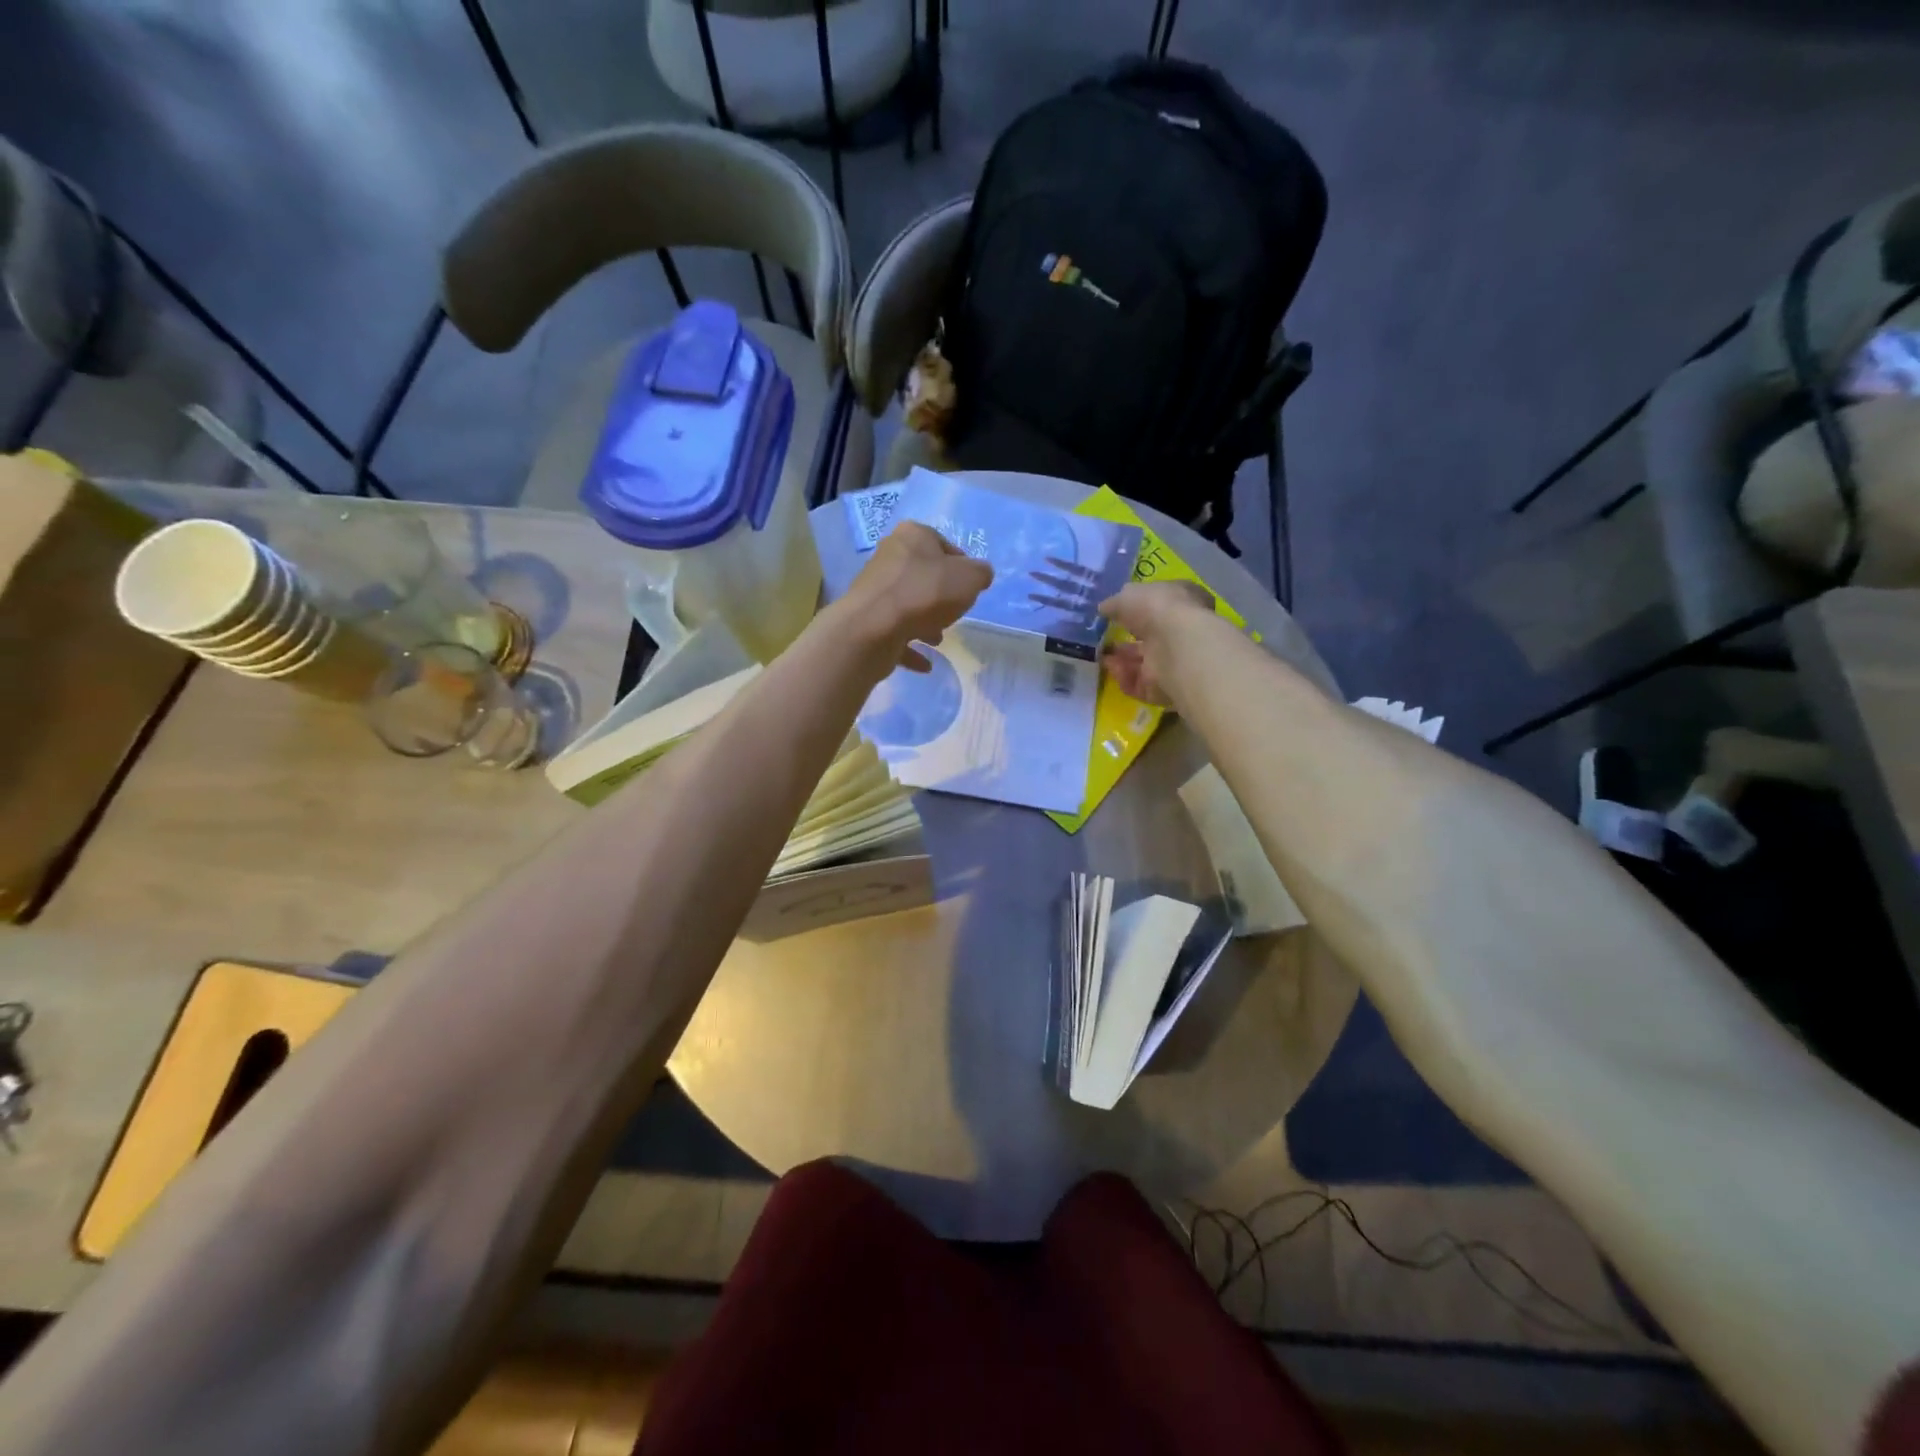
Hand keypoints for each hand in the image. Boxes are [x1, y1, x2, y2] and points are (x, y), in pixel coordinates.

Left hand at [838, 520, 993, 673]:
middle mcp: (889, 556)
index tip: (969, 588)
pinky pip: (894, 631)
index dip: (960, 566)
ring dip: (924, 622)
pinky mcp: (866, 618)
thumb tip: (978, 575)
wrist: (874, 627)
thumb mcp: (970, 578)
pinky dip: (909, 646)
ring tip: (937, 640)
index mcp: (913, 536)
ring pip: (907, 603)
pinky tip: (925, 663)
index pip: (942, 544)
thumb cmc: (926, 593)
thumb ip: (980, 573)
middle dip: (941, 596)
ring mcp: (874, 588)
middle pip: (923, 575)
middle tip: (954, 613)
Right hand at [1097, 580, 1216, 705]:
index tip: (1115, 614)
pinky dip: (1123, 676)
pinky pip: (1140, 682)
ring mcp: (1176, 660)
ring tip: (1100, 654)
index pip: (1158, 604)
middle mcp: (1182, 630)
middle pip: (1150, 635)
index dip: (1137, 609)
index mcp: (1182, 600)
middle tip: (1103, 637)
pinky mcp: (1166, 687)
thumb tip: (1105, 609)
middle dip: (1126, 637)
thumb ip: (1114, 603)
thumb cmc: (1157, 608)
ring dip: (1121, 658)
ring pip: (1144, 661)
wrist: (1176, 645)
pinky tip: (1110, 668)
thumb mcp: (1127, 595)